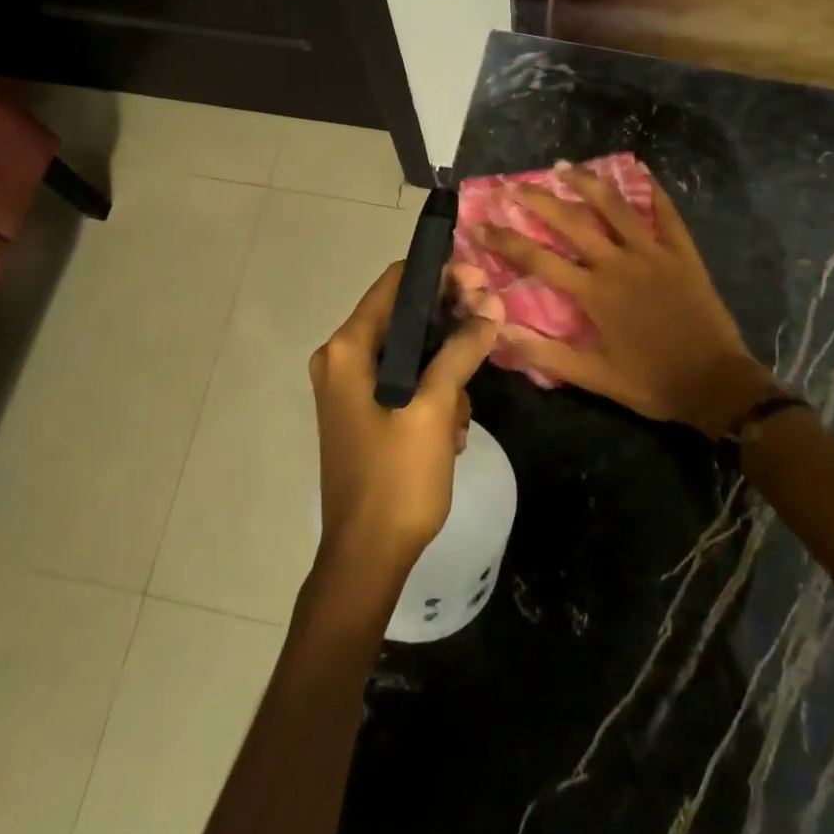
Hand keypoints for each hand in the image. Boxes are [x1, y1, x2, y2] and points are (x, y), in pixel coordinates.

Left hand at [307, 261, 500, 576]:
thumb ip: (461, 350)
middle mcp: (342, 359)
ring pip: (411, 352)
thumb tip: (490, 307)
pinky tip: (451, 430)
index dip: (441, 275)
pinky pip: (405, 381)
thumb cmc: (397, 479)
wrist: (366, 558)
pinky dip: (432, 394)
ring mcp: (350, 387)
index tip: (482, 283)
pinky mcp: (363, 411)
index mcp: (348, 349)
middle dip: (451, 322)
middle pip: (405, 316)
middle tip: (492, 327)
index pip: (396, 283)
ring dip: (446, 369)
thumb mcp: (434, 408)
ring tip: (464, 411)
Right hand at [475, 168, 778, 438]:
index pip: (538, 259)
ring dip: (588, 184)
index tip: (480, 224)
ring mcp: (653, 253)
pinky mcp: (683, 253)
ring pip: (616, 208)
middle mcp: (619, 264)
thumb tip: (500, 330)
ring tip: (565, 166)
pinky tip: (640, 170)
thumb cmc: (650, 382)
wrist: (715, 384)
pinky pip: (667, 214)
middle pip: (572, 222)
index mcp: (594, 293)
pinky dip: (653, 190)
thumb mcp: (594, 377)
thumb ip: (546, 352)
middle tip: (514, 184)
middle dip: (539, 200)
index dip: (505, 240)